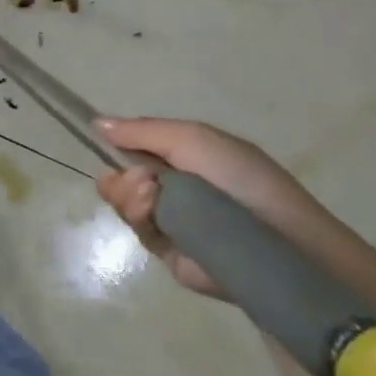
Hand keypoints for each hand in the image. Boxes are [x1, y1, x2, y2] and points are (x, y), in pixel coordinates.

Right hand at [92, 118, 322, 299]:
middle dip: (120, 176)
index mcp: (182, 157)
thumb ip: (142, 130)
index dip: (117, 145)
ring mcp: (170, 220)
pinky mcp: (169, 252)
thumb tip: (97, 123)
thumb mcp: (192, 138)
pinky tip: (152, 212)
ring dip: (128, 196)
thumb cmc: (239, 178)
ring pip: (124, 204)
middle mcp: (173, 187)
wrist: (278, 239)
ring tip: (149, 196)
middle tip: (140, 181)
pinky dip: (138, 217)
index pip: (135, 147)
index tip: (103, 142)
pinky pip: (138, 232)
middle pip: (122, 177)